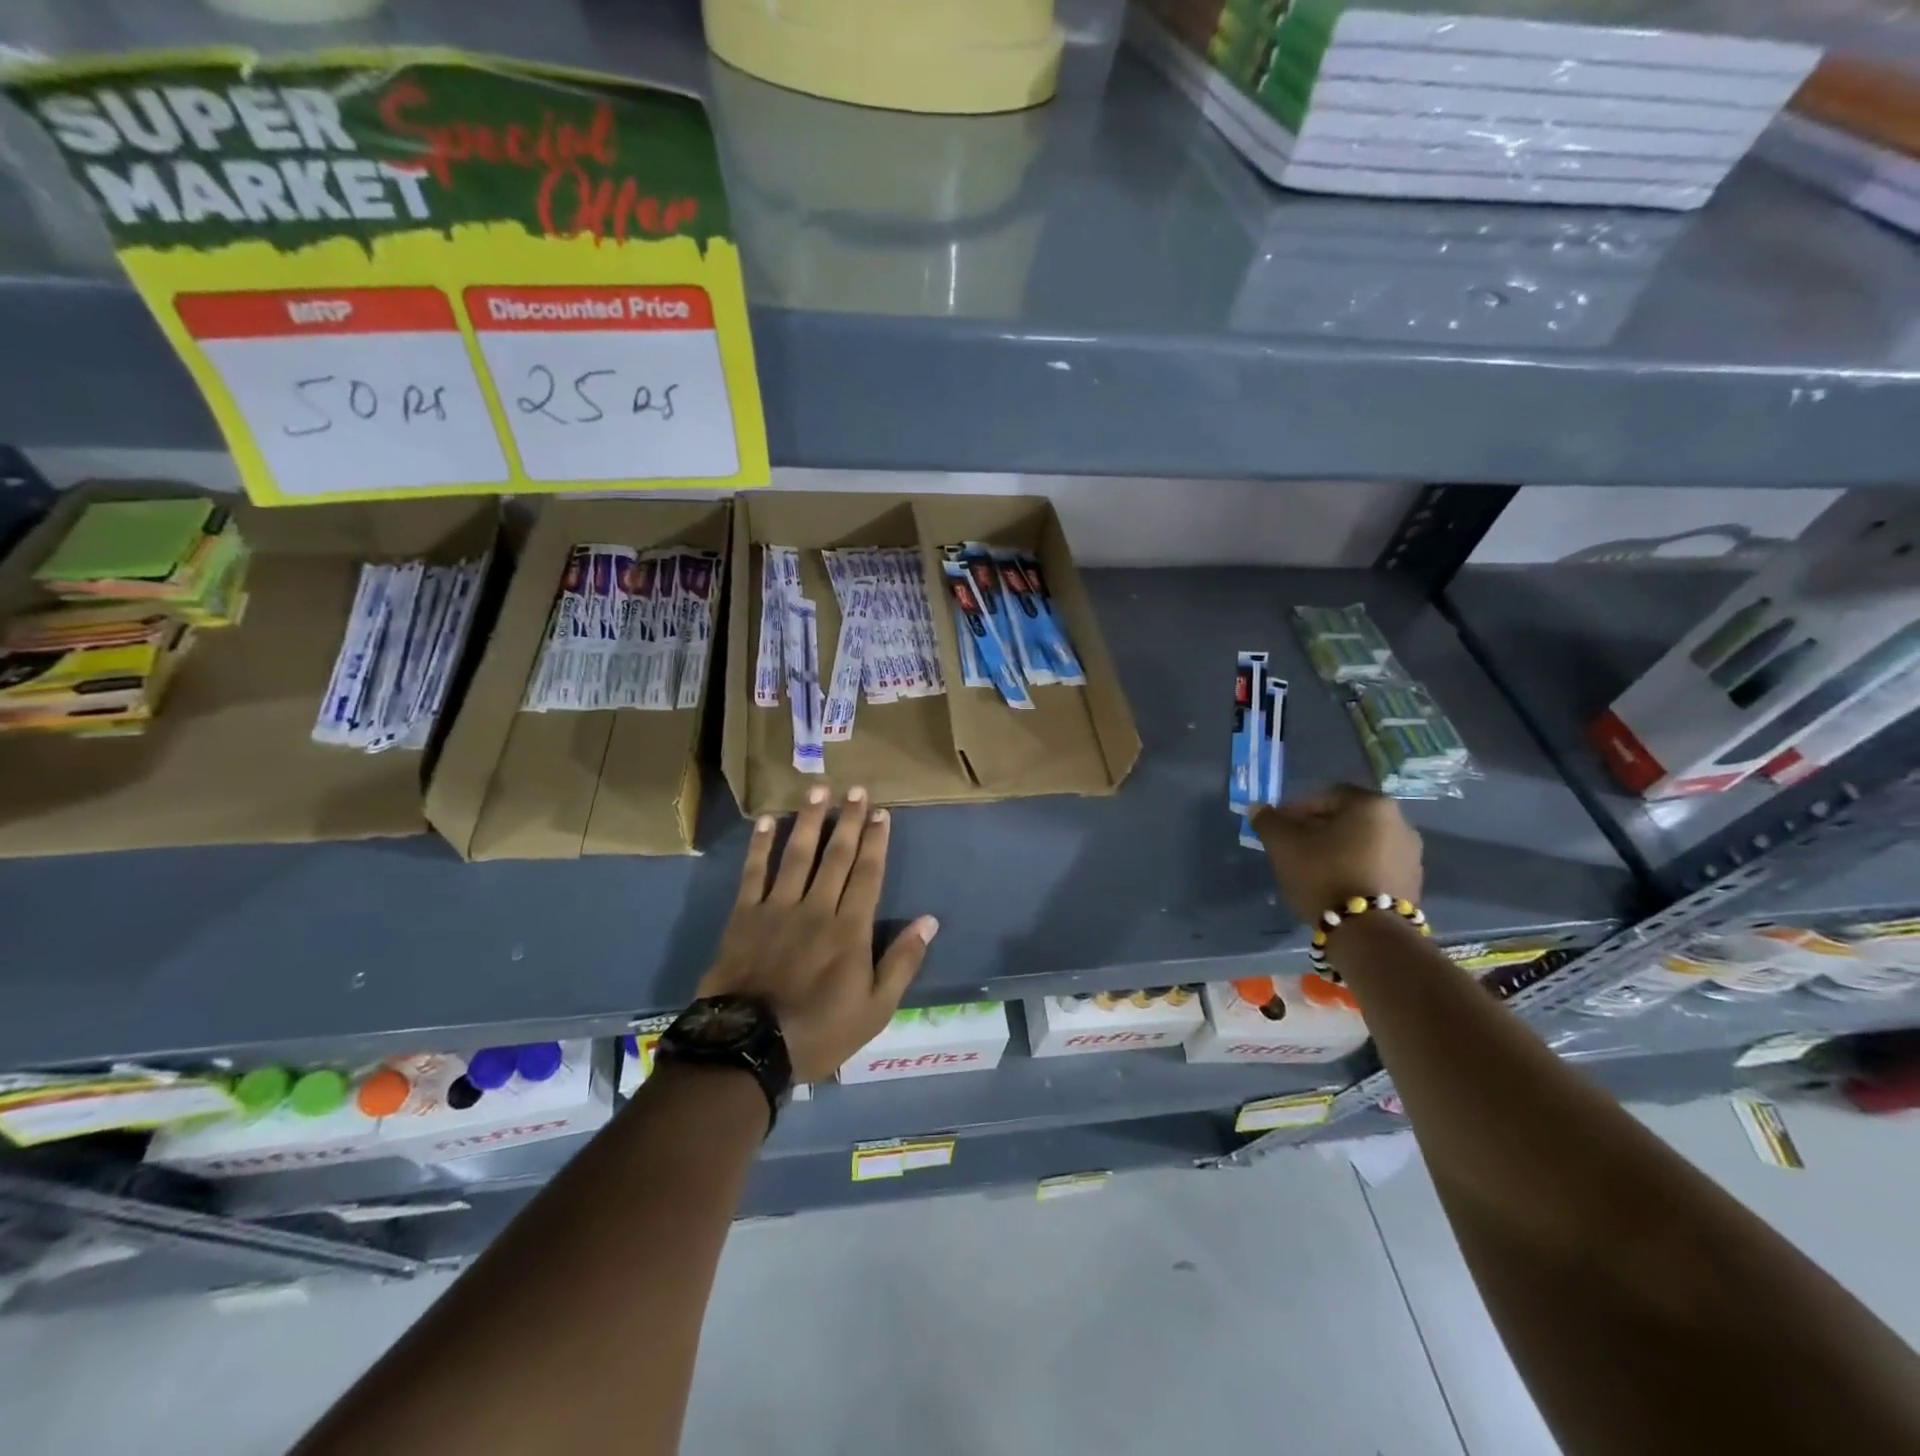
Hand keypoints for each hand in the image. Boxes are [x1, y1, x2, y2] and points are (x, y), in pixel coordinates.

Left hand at [698, 786, 937, 1081]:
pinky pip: (754, 873)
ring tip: (818, 791)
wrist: (748, 1047)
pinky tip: (766, 821)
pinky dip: (759, 846)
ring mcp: (778, 908)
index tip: (882, 813)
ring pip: (797, 854)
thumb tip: (929, 921)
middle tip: (856, 789)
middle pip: (837, 856)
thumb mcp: (875, 1009)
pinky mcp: (744, 916)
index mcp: (850, 930)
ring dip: (809, 820)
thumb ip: (902, 962)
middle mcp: (816, 908)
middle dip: (849, 820)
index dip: (876, 841)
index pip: (868, 874)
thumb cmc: (819, 1031)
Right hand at [1253, 784, 1423, 924]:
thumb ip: (1268, 821)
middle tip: (1292, 848)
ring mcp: (1411, 855)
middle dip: (1316, 830)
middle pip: (1346, 819)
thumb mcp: (1283, 845)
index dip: (1296, 809)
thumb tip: (1259, 808)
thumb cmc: (1324, 875)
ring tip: (1311, 870)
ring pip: (1361, 843)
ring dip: (1336, 850)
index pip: (1325, 795)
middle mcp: (1399, 822)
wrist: (1369, 932)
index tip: (1279, 828)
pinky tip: (1334, 886)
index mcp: (1371, 804)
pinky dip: (1353, 869)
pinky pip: (1375, 866)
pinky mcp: (1413, 884)